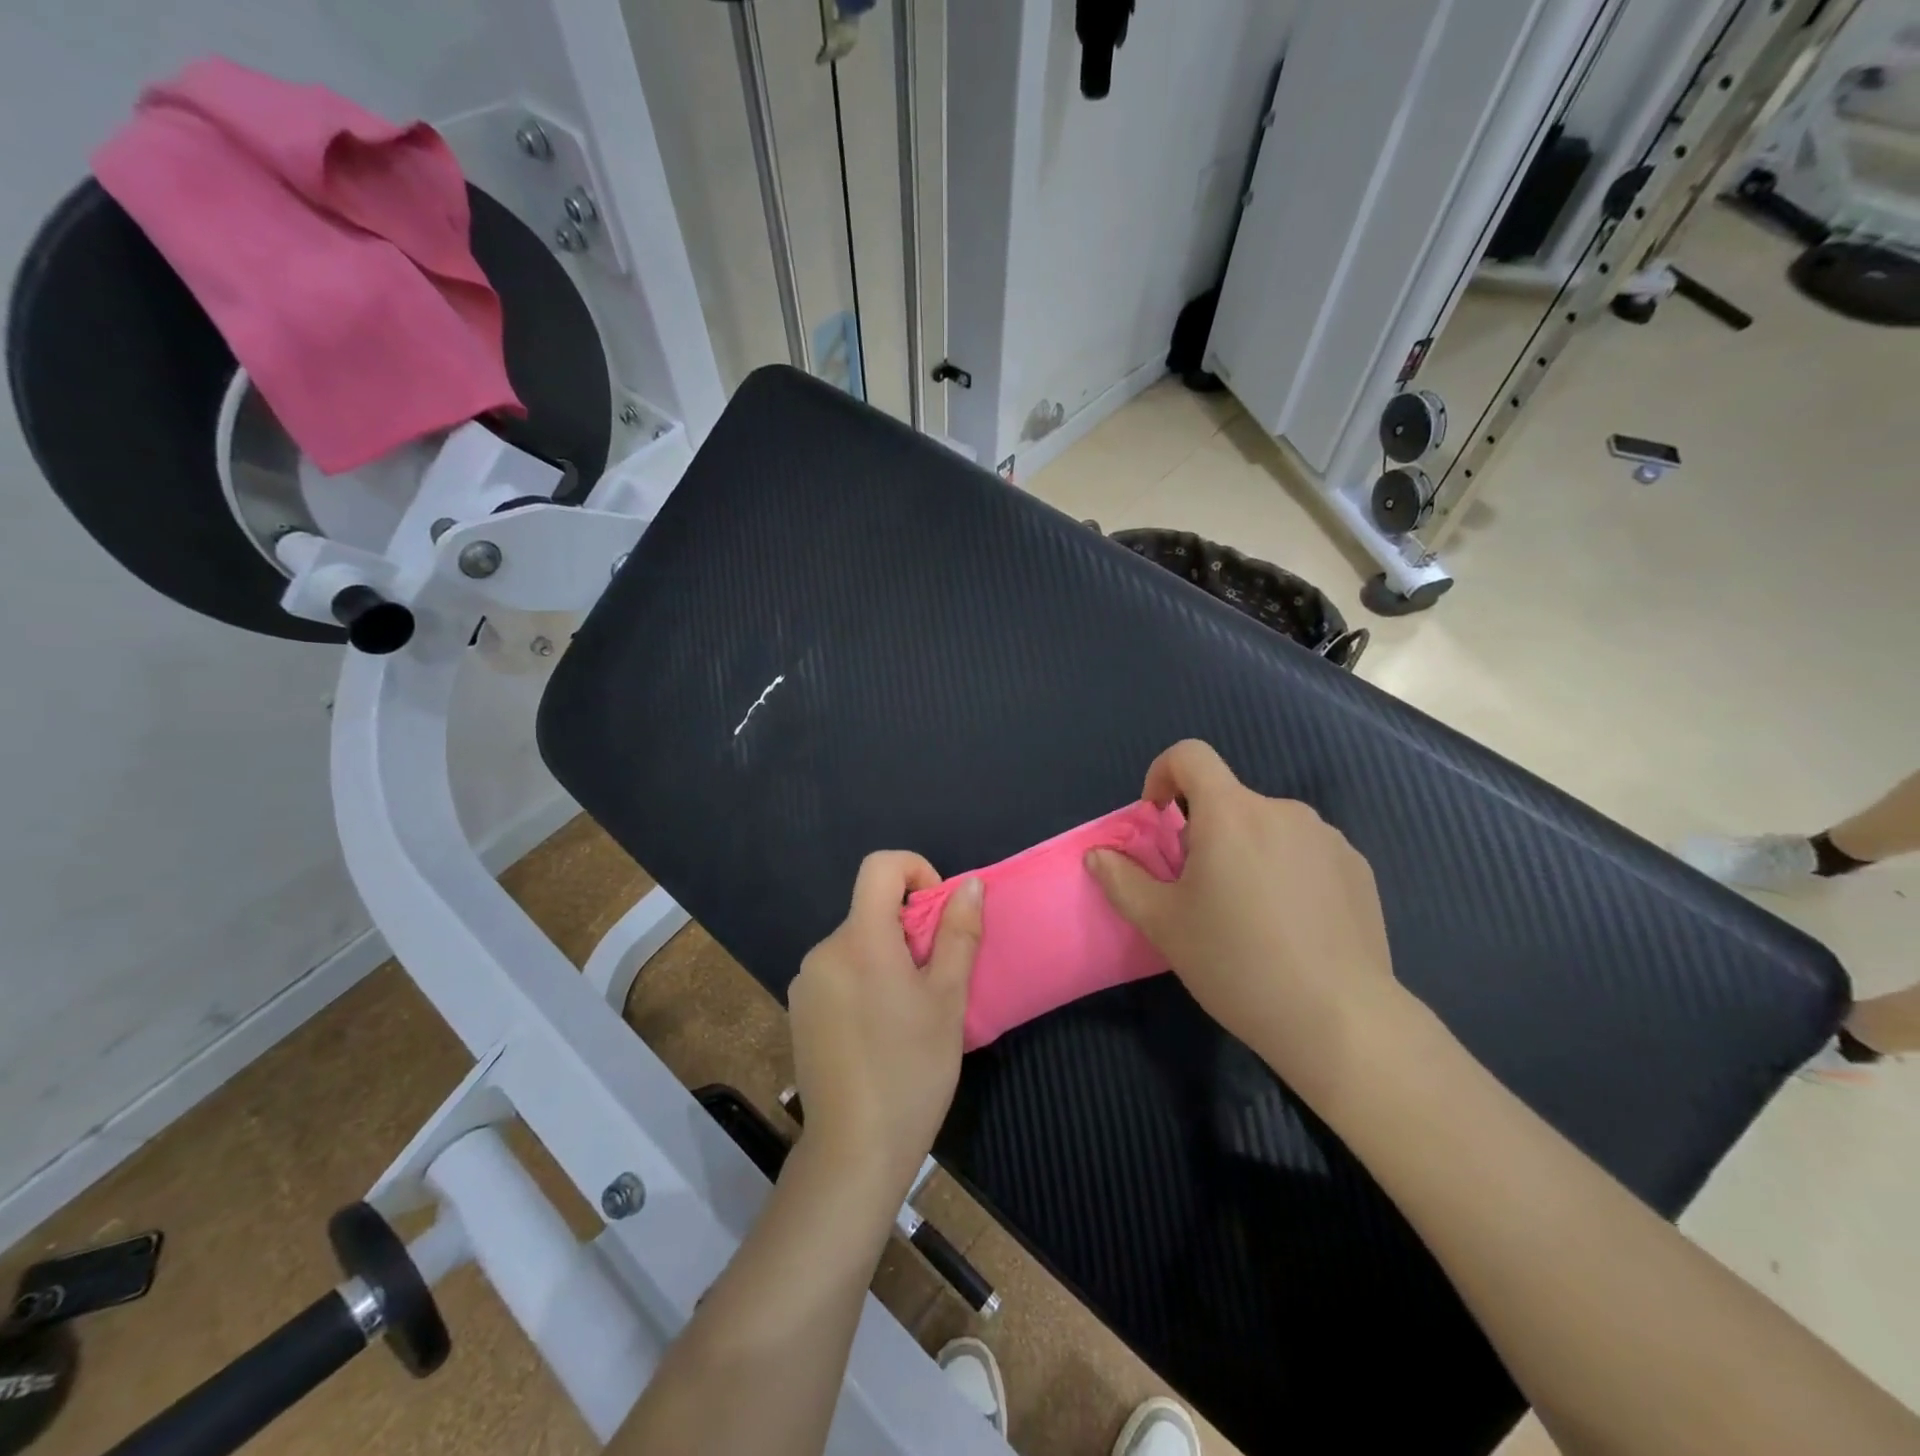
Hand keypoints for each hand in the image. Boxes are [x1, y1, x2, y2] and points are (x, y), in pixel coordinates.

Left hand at [788, 852, 983, 1200]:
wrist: (854, 1151)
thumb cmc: (912, 1070)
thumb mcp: (948, 999)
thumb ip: (959, 934)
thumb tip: (970, 884)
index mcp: (860, 939)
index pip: (880, 866)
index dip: (915, 870)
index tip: (937, 913)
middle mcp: (824, 950)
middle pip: (870, 909)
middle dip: (908, 928)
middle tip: (936, 979)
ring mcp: (806, 982)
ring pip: (857, 944)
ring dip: (887, 957)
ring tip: (910, 1012)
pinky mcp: (800, 1010)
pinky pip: (839, 972)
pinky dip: (865, 979)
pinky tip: (881, 1030)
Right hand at [1086, 740, 1400, 1102]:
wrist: (1340, 1020)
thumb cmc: (1237, 964)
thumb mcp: (1163, 925)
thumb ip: (1122, 880)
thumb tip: (1098, 855)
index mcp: (1231, 814)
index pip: (1190, 755)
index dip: (1163, 774)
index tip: (1159, 819)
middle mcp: (1281, 811)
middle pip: (1227, 800)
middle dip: (1204, 832)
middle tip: (1200, 892)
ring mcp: (1326, 837)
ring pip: (1266, 828)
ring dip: (1246, 851)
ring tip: (1250, 914)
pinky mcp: (1357, 867)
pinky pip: (1304, 851)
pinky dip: (1285, 870)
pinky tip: (1292, 925)